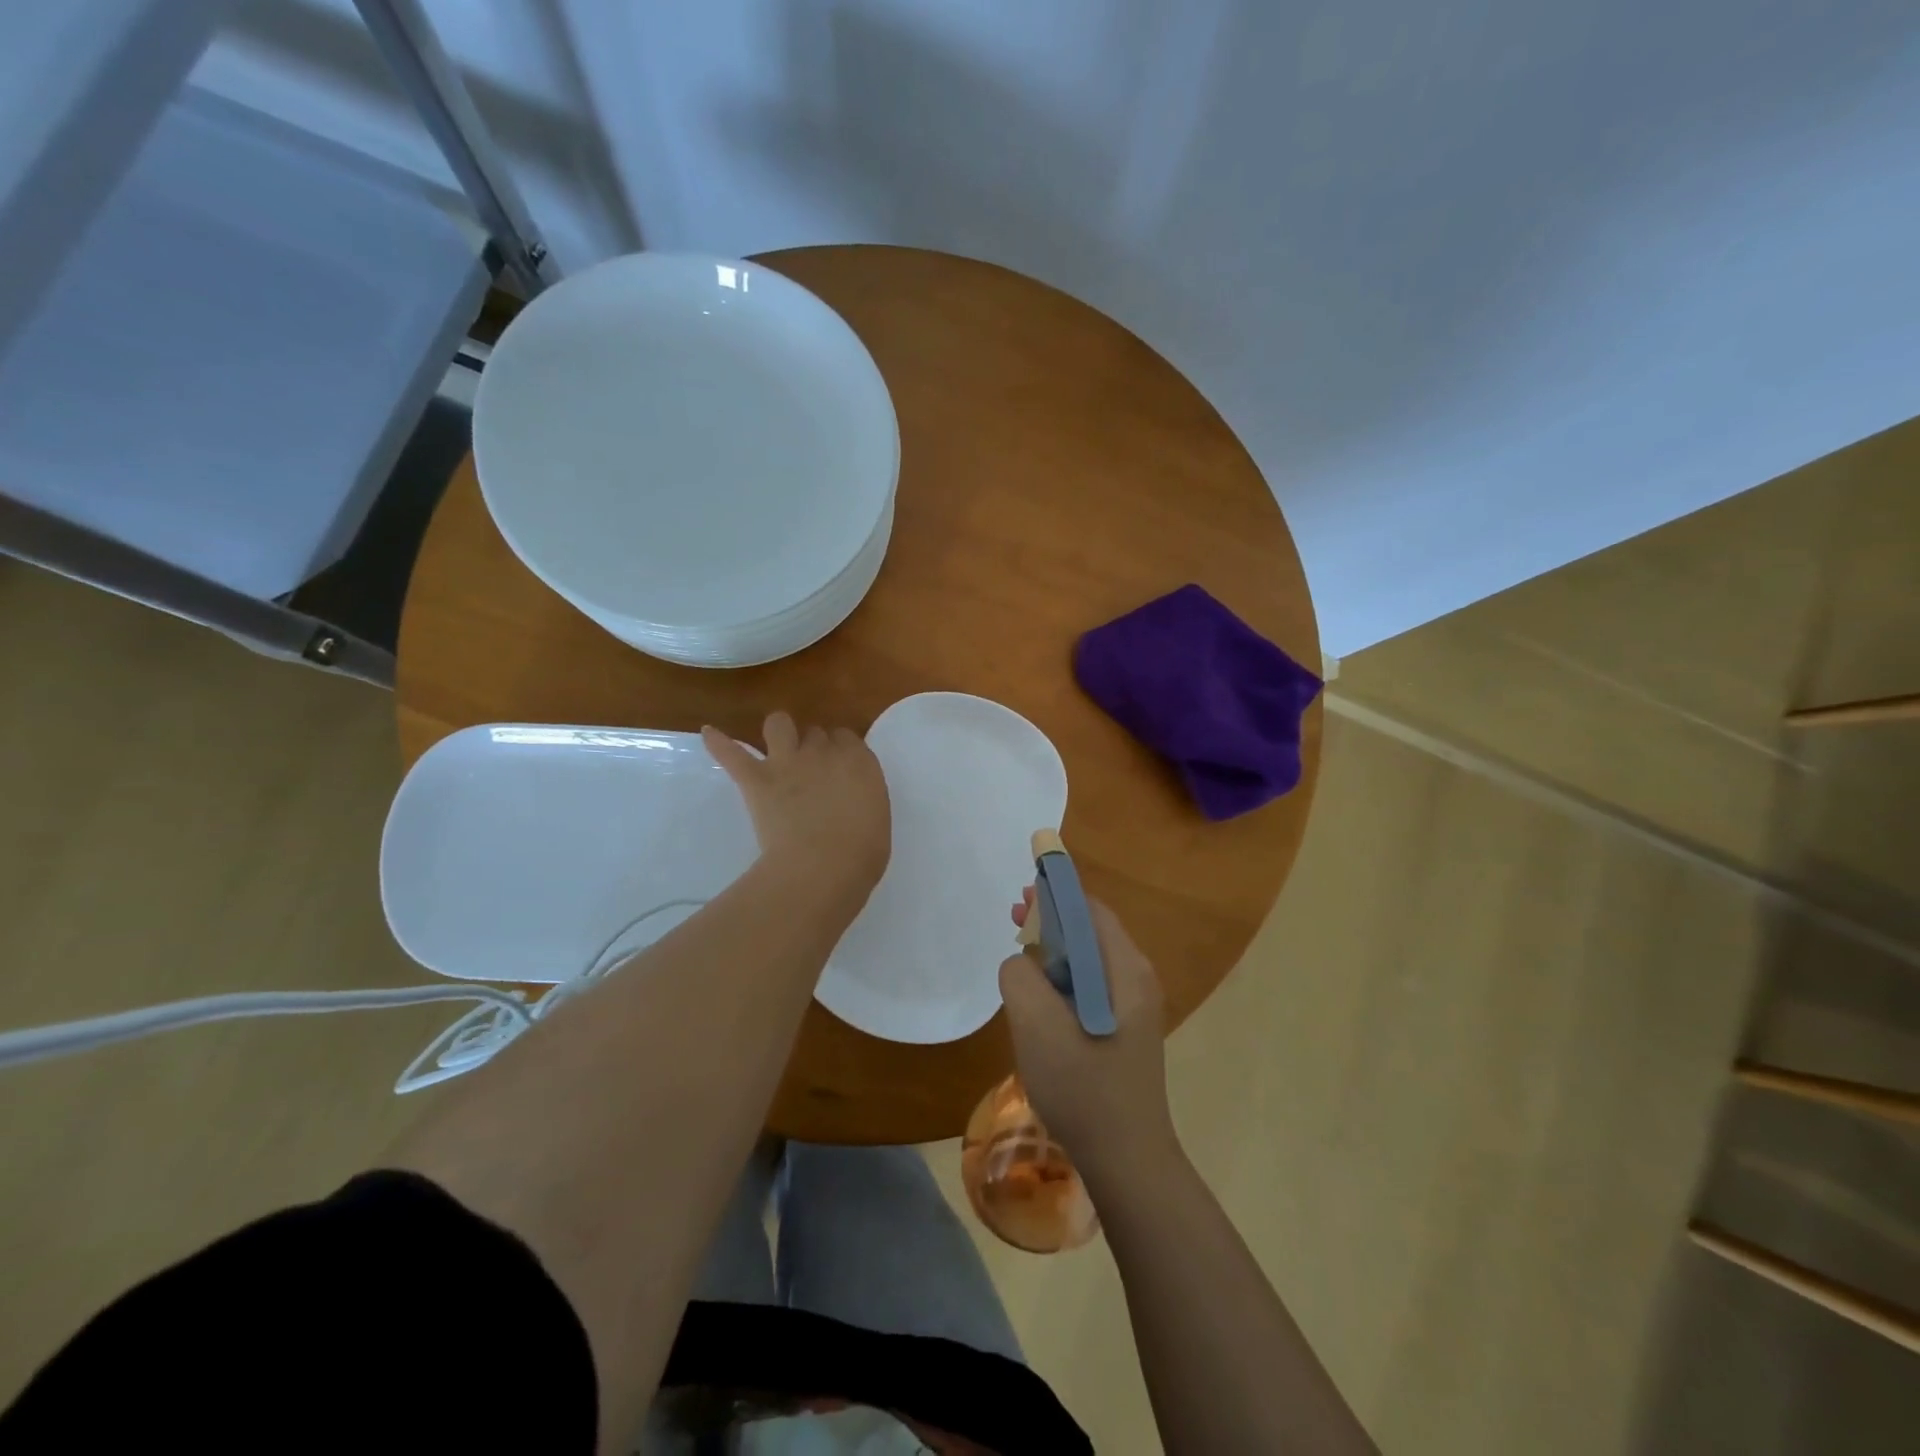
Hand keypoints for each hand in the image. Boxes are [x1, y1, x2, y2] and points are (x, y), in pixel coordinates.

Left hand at [702, 712, 890, 896]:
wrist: (823, 867)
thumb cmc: (861, 854)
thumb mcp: (875, 817)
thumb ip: (861, 796)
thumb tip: (849, 798)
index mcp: (859, 762)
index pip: (847, 738)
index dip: (840, 751)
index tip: (838, 768)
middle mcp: (823, 752)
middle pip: (815, 733)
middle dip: (813, 746)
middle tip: (811, 771)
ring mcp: (787, 762)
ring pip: (778, 724)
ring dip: (778, 731)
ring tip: (775, 745)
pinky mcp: (756, 779)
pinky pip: (732, 753)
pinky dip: (719, 743)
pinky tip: (709, 734)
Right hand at [999, 890, 1177, 1183]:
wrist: (1127, 1160)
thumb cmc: (1084, 1087)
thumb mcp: (1038, 1026)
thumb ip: (1021, 977)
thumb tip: (1022, 962)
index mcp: (1125, 970)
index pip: (1091, 910)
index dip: (1055, 895)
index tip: (1022, 894)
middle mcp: (1136, 980)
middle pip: (1091, 932)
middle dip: (1052, 920)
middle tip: (1014, 920)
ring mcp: (1133, 1008)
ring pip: (1088, 961)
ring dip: (1054, 950)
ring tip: (1021, 955)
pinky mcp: (1124, 1030)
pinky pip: (1090, 987)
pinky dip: (1062, 979)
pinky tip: (1038, 996)